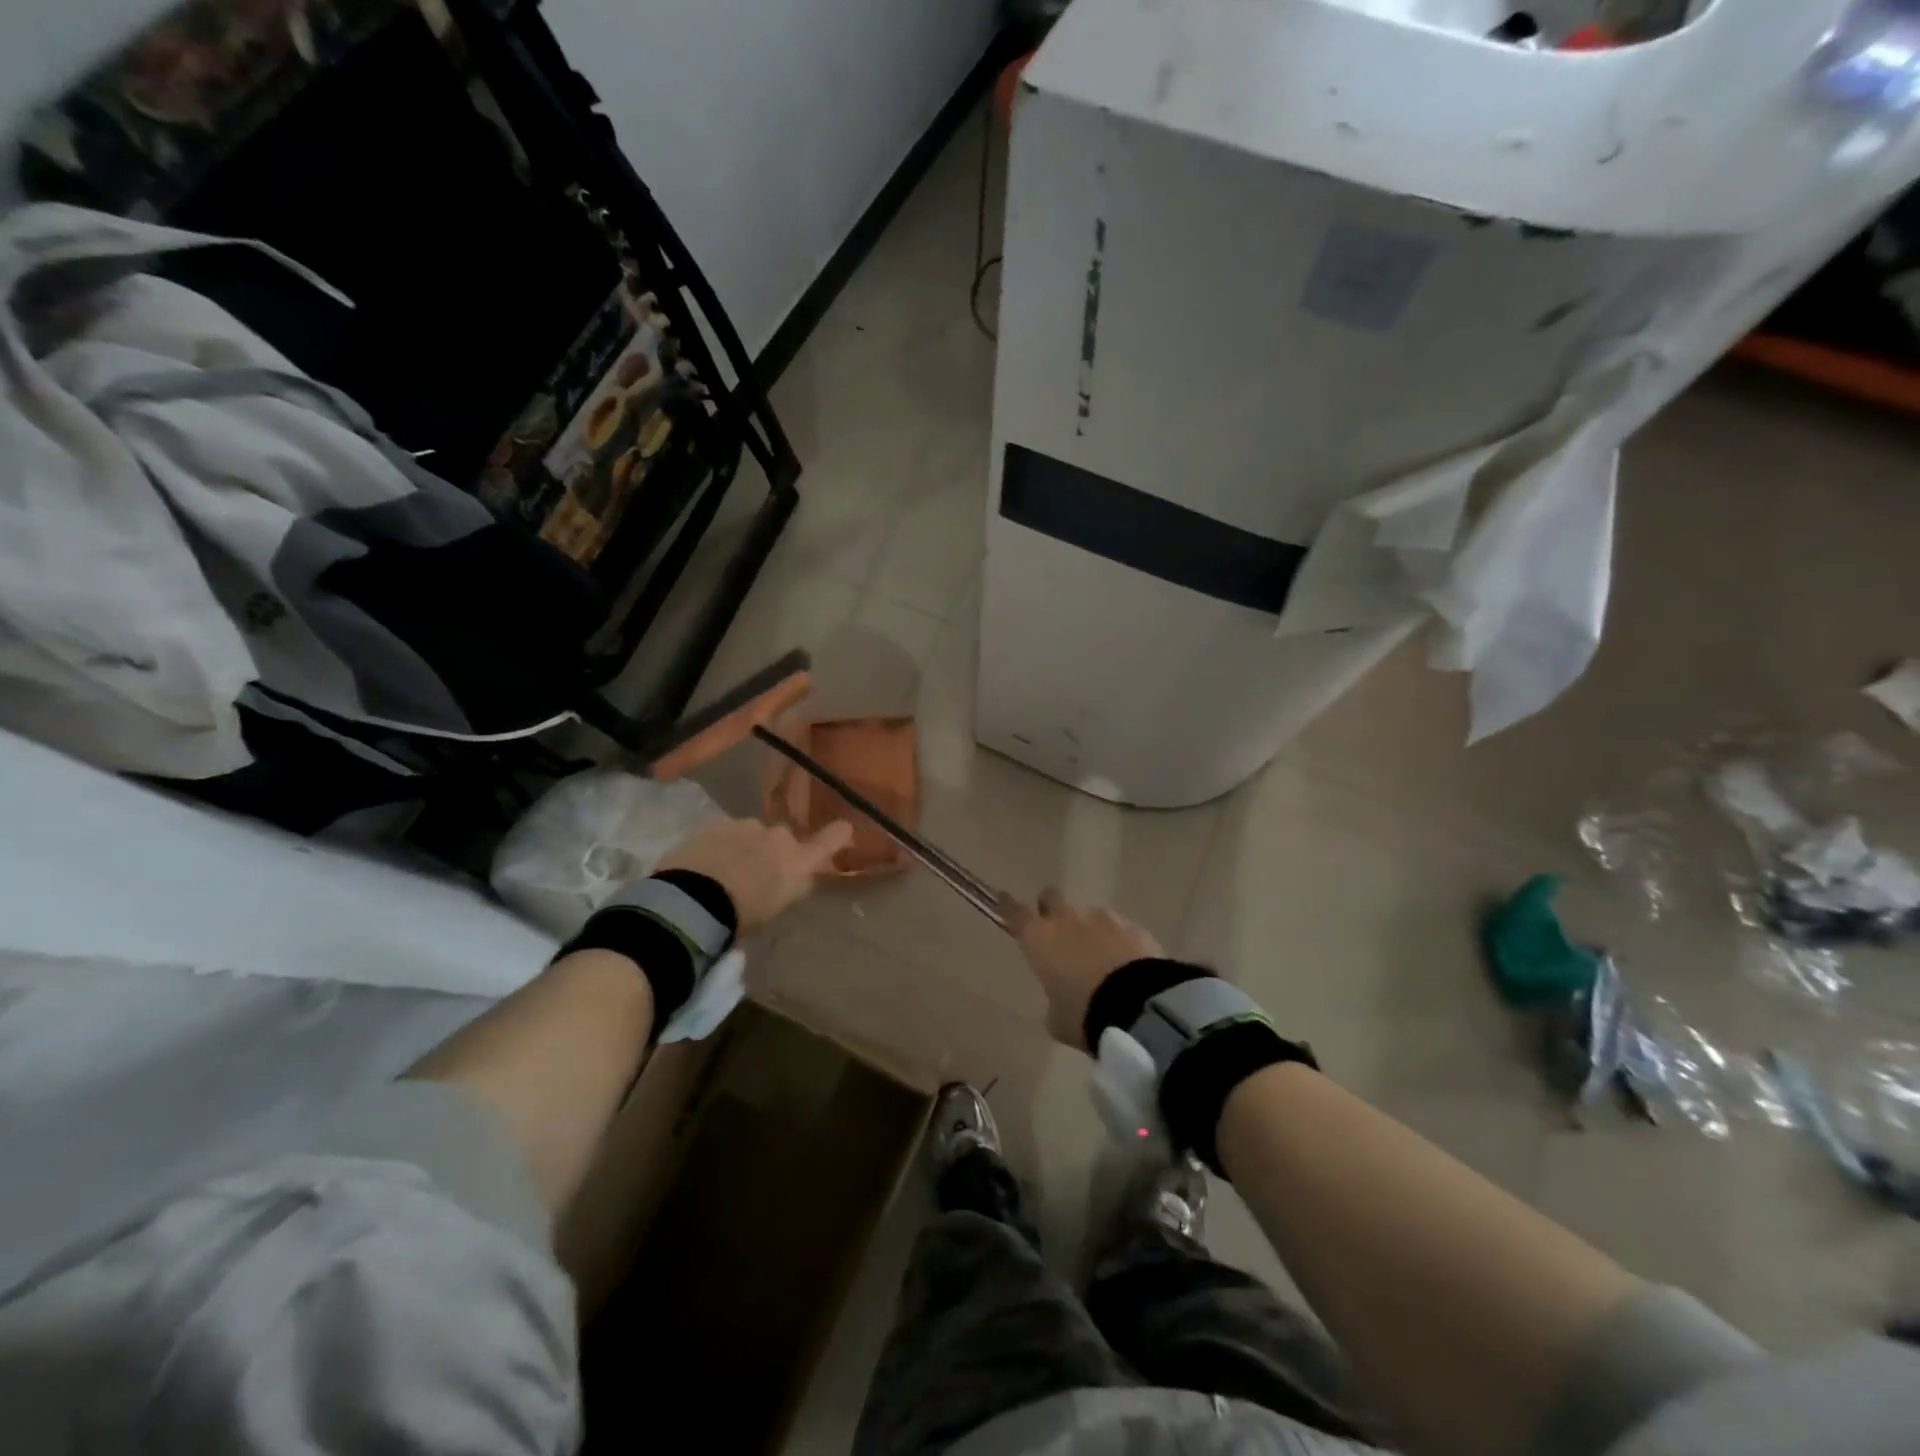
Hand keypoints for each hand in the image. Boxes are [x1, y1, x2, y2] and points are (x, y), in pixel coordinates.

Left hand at [657, 816, 852, 932]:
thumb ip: (790, 886)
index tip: (845, 828)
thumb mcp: (776, 907)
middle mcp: (779, 837)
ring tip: (723, 872)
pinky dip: (720, 845)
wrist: (694, 901)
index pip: (830, 842)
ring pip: (751, 834)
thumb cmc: (742, 915)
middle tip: (755, 875)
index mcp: (798, 862)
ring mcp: (747, 826)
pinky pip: (725, 833)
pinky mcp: (716, 823)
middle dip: (772, 851)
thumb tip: (795, 877)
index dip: (838, 834)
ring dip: (744, 847)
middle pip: (782, 840)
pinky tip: (704, 864)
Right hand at [1002, 888, 1161, 1049]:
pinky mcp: (1134, 927)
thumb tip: (1059, 999)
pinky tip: (1125, 962)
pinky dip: (1117, 940)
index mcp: (1040, 939)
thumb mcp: (1058, 1020)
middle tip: (1056, 929)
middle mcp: (1068, 920)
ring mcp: (1104, 919)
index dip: (1008, 905)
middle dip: (1051, 909)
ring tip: (1097, 955)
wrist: (1139, 1006)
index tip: (1003, 899)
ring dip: (1088, 928)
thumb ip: (1053, 1002)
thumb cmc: (1084, 1013)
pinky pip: (1119, 928)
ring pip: (1088, 913)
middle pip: (1052, 898)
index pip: (1015, 912)